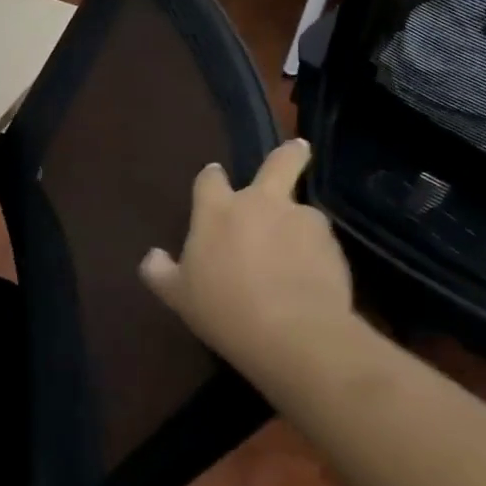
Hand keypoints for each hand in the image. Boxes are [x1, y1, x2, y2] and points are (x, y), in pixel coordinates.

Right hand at [140, 139, 352, 358]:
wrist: (294, 335)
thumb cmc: (224, 309)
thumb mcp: (178, 296)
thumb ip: (160, 272)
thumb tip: (152, 257)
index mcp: (217, 211)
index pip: (210, 179)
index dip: (212, 177)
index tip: (214, 179)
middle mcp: (260, 204)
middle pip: (279, 163)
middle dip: (289, 155)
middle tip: (298, 150)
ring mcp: (301, 221)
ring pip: (302, 210)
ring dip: (298, 224)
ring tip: (297, 254)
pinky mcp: (333, 246)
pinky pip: (320, 242)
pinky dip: (315, 254)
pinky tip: (311, 279)